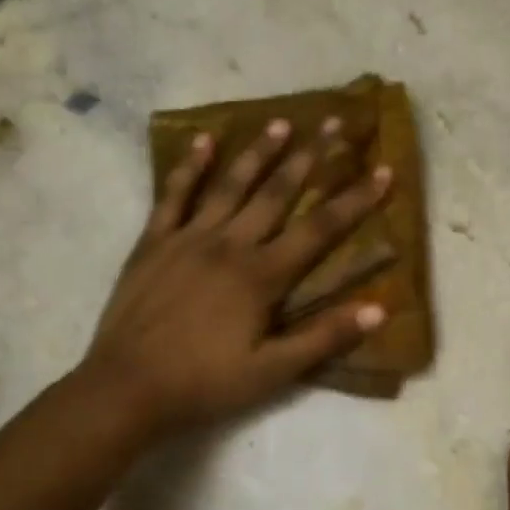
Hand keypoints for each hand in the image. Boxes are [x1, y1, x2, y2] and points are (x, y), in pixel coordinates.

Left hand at [75, 118, 390, 438]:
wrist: (127, 388)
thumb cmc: (205, 384)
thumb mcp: (273, 372)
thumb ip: (324, 338)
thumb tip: (379, 310)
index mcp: (261, 276)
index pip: (320, 229)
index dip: (355, 199)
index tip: (383, 170)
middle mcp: (229, 245)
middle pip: (277, 193)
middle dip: (310, 157)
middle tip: (333, 121)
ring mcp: (187, 239)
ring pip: (229, 185)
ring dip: (258, 152)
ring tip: (281, 123)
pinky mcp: (153, 243)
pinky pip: (173, 196)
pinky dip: (189, 167)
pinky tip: (203, 141)